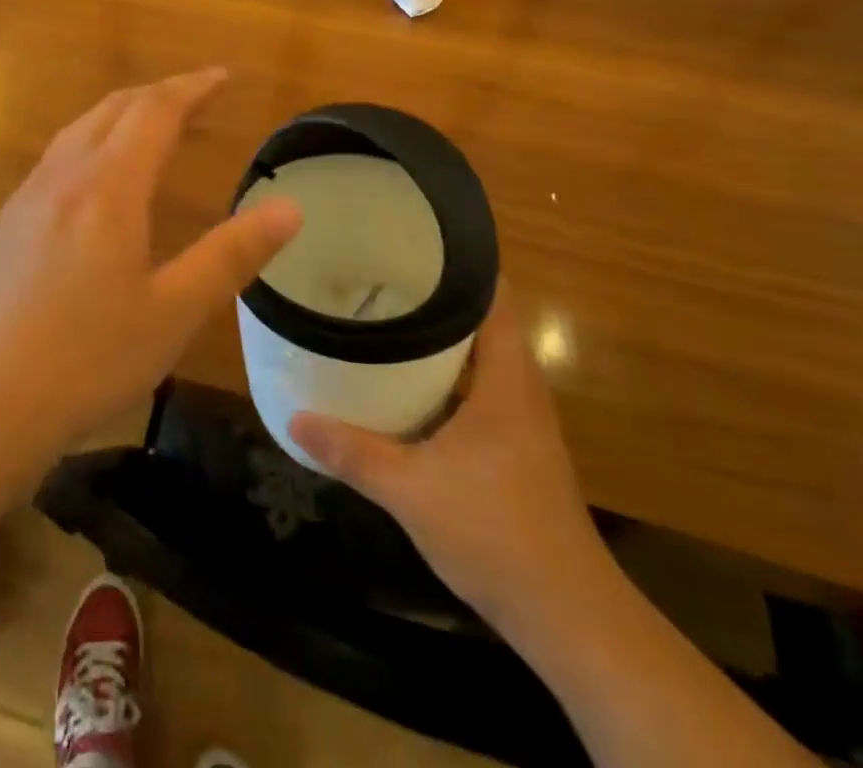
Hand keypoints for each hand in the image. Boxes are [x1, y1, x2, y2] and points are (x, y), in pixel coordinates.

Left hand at [0, 69, 302, 464]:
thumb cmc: (84, 360)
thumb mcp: (173, 313)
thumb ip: (231, 256)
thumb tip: (290, 208)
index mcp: (108, 187)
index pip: (155, 112)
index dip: (192, 88)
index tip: (223, 77)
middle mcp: (63, 176)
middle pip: (114, 109)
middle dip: (159, 93)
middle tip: (197, 96)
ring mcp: (27, 197)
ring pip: (79, 128)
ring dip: (122, 113)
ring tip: (153, 125)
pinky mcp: (7, 223)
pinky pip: (58, 155)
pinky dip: (93, 139)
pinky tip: (96, 176)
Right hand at [288, 289, 611, 633]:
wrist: (569, 619)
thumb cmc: (494, 532)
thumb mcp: (409, 488)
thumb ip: (351, 450)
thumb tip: (293, 420)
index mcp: (507, 378)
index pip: (492, 295)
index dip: (455, 264)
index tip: (407, 243)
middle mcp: (520, 388)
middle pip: (480, 321)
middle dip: (432, 298)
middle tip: (377, 278)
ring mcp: (522, 421)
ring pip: (478, 358)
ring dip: (437, 340)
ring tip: (381, 319)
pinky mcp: (516, 449)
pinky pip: (477, 390)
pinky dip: (443, 378)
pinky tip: (402, 386)